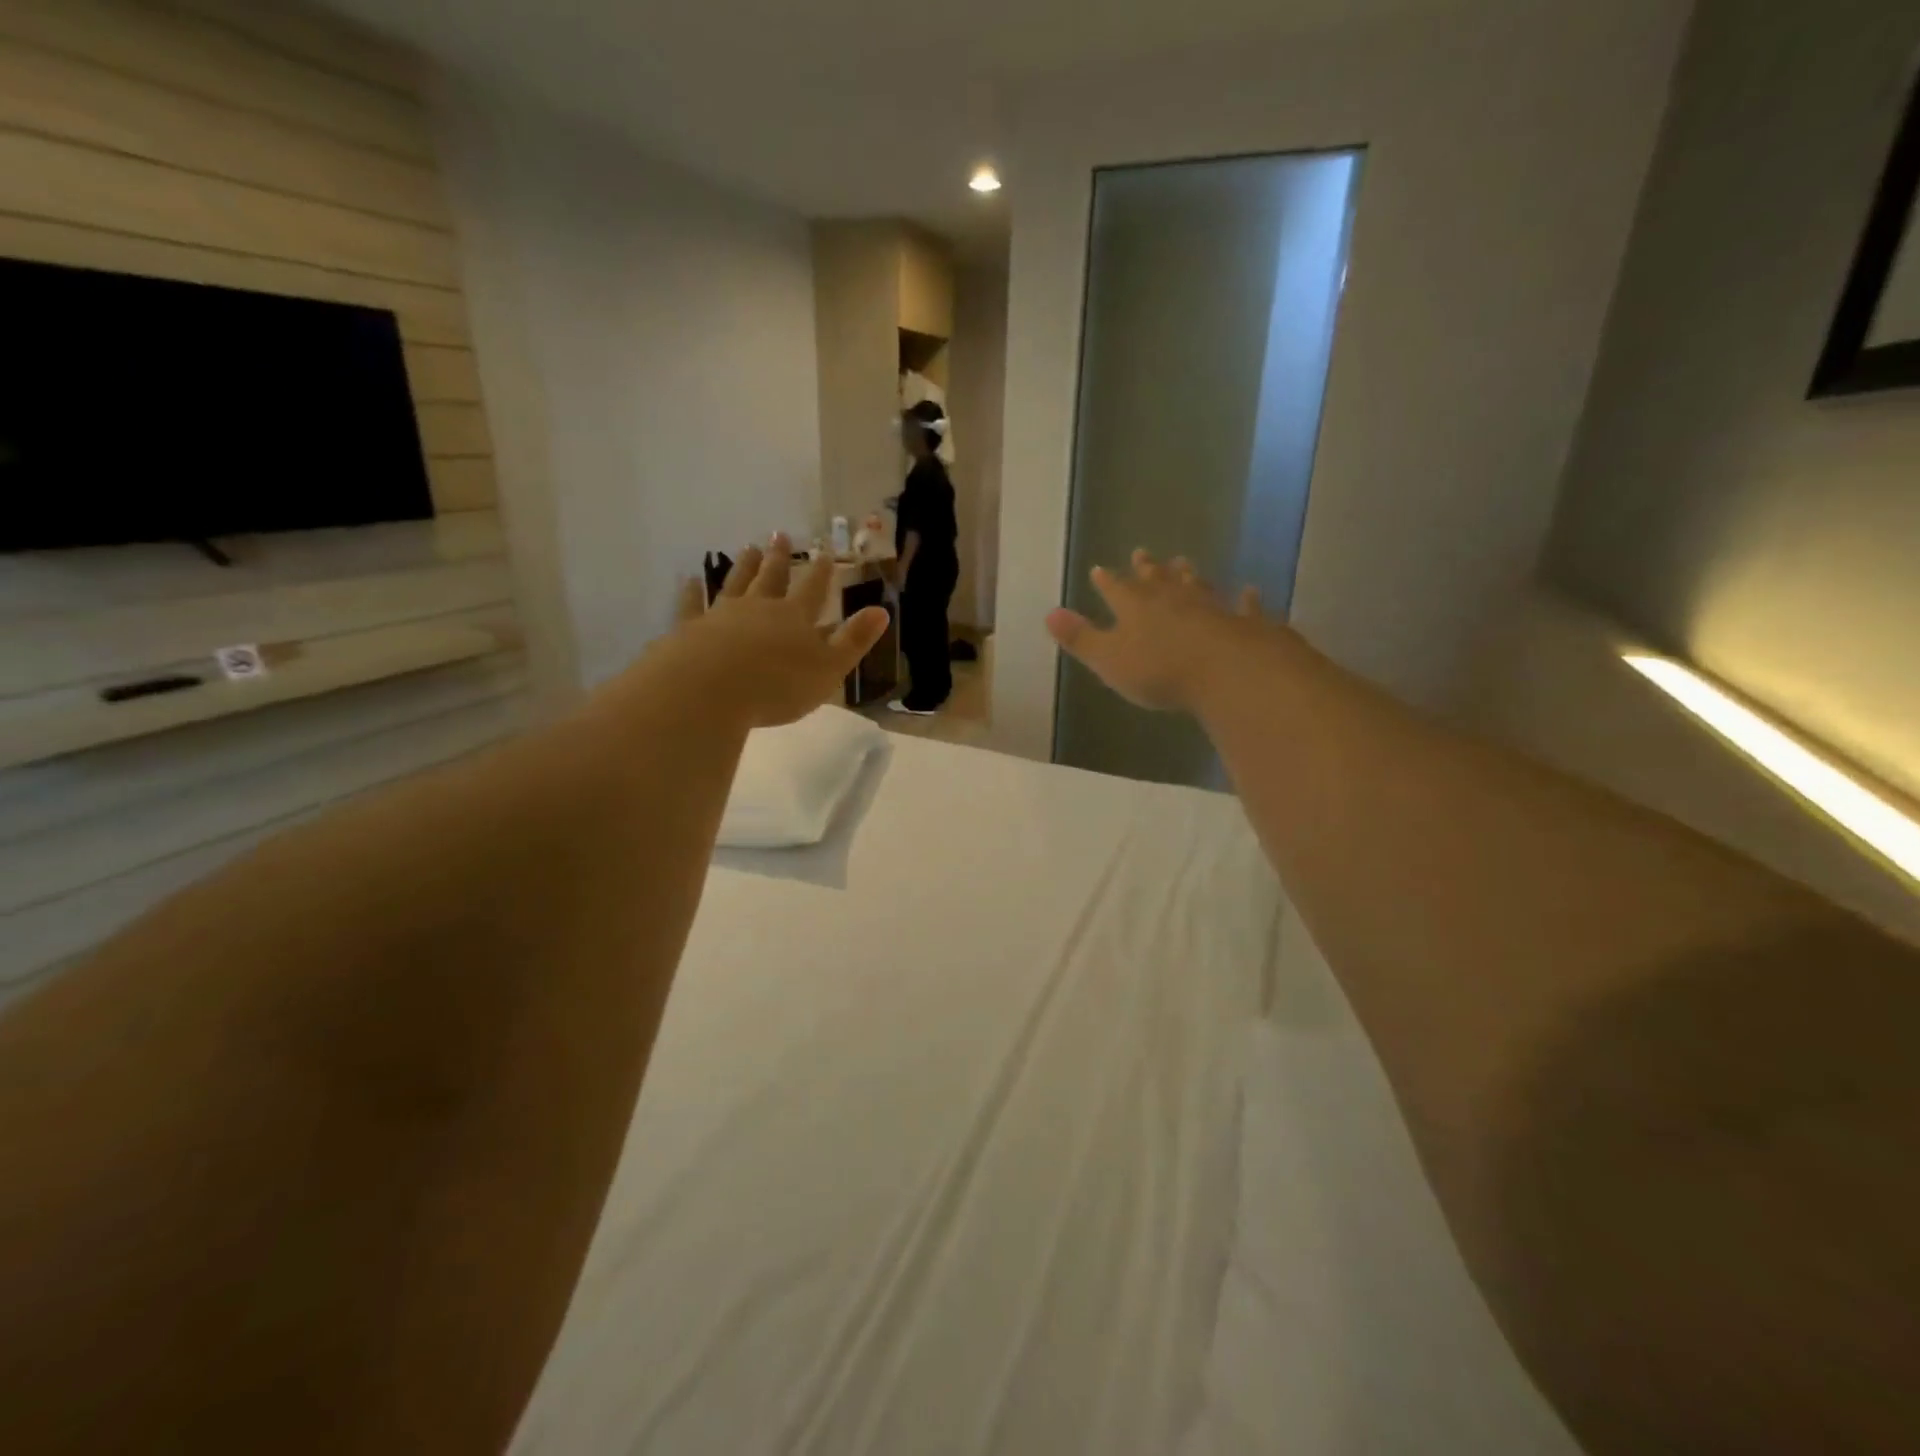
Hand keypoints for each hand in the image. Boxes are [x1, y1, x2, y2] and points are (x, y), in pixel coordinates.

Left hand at [663, 536, 888, 728]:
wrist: (710, 690)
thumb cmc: (777, 685)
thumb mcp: (829, 668)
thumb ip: (854, 640)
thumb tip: (882, 610)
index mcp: (796, 618)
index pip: (813, 589)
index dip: (821, 572)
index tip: (824, 552)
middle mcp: (759, 608)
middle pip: (772, 578)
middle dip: (779, 558)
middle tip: (780, 534)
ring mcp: (722, 615)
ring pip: (736, 583)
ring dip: (744, 566)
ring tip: (748, 548)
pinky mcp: (690, 629)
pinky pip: (692, 605)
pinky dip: (692, 592)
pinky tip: (690, 580)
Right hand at [1046, 550, 1279, 713]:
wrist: (1227, 672)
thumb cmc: (1159, 670)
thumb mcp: (1108, 660)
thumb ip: (1080, 638)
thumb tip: (1049, 613)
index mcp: (1135, 608)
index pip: (1116, 589)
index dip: (1107, 581)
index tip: (1099, 568)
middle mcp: (1172, 599)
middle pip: (1156, 580)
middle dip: (1147, 569)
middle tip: (1143, 553)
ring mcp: (1211, 607)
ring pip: (1196, 585)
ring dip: (1188, 575)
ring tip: (1183, 562)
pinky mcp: (1243, 622)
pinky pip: (1243, 606)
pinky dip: (1244, 599)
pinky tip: (1248, 591)